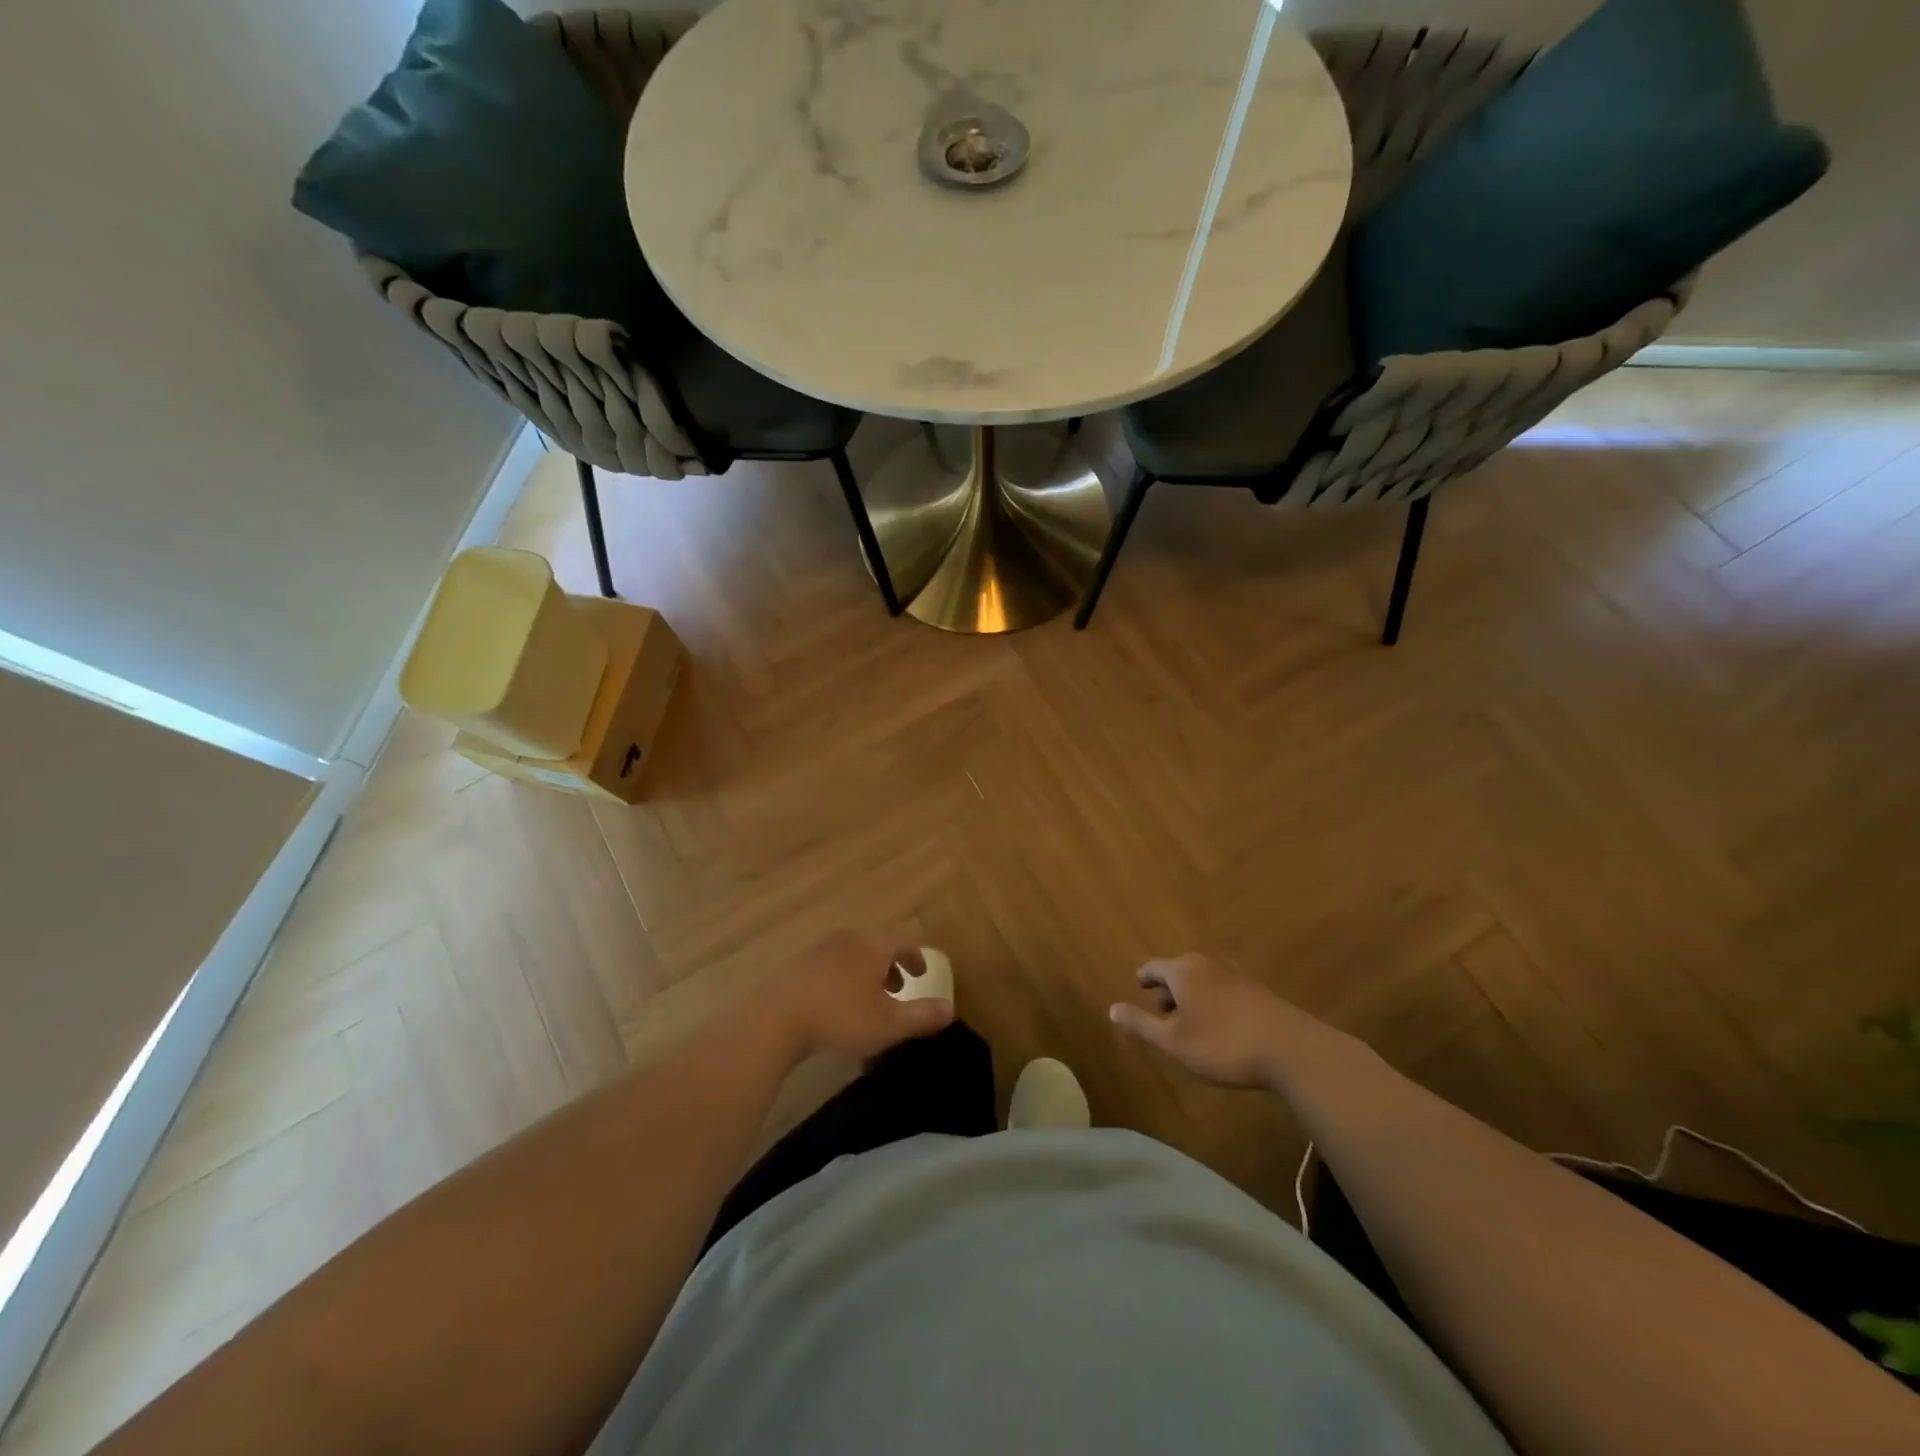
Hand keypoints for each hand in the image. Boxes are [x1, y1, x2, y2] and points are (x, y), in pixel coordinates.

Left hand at [753, 931, 953, 1063]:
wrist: (776, 1020)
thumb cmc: (840, 1018)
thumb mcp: (888, 1024)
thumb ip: (922, 1016)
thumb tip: (950, 1009)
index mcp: (872, 946)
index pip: (903, 942)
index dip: (917, 957)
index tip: (922, 974)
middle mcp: (848, 940)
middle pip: (877, 945)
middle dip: (891, 966)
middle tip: (899, 989)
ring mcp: (820, 950)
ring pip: (853, 955)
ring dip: (867, 973)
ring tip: (869, 1000)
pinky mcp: (799, 965)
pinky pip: (832, 965)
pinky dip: (844, 978)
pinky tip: (837, 1005)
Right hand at [1109, 953, 1297, 1088]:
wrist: (1291, 1050)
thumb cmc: (1222, 1044)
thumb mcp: (1173, 1042)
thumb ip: (1141, 1024)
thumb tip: (1111, 1009)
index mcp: (1183, 971)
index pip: (1154, 967)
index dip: (1144, 978)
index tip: (1138, 986)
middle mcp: (1208, 965)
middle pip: (1180, 971)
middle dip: (1168, 990)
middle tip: (1161, 1012)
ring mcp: (1236, 976)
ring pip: (1203, 981)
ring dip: (1192, 999)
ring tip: (1189, 1023)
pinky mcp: (1257, 992)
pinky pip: (1223, 990)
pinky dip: (1213, 1003)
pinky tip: (1219, 1028)